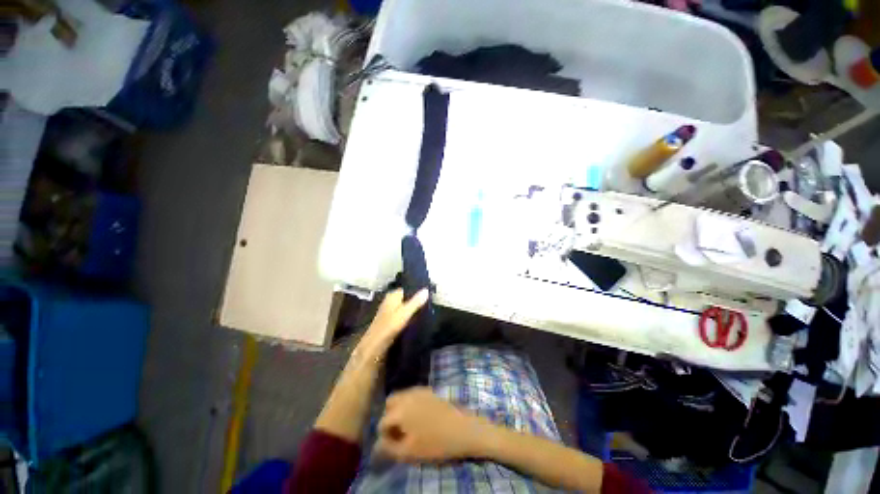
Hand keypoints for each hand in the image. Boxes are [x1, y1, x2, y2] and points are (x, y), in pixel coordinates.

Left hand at [354, 288, 428, 362]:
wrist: (374, 347)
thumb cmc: (389, 327)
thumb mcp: (404, 313)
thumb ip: (416, 302)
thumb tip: (427, 290)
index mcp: (392, 296)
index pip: (407, 289)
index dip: (418, 291)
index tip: (430, 295)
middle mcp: (390, 301)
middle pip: (406, 298)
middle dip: (416, 301)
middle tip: (430, 304)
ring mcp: (389, 311)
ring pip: (404, 307)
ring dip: (413, 310)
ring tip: (427, 312)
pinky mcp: (389, 322)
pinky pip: (402, 316)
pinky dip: (409, 318)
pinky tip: (417, 321)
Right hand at [375, 387, 489, 462]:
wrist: (462, 429)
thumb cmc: (435, 443)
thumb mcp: (409, 452)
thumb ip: (388, 448)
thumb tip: (377, 445)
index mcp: (400, 410)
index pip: (382, 422)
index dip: (384, 436)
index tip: (392, 445)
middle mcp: (407, 395)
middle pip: (390, 403)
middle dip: (389, 417)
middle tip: (397, 433)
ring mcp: (419, 390)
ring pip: (401, 396)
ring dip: (399, 409)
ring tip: (407, 427)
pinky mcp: (429, 390)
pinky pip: (412, 394)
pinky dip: (409, 404)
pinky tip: (419, 418)